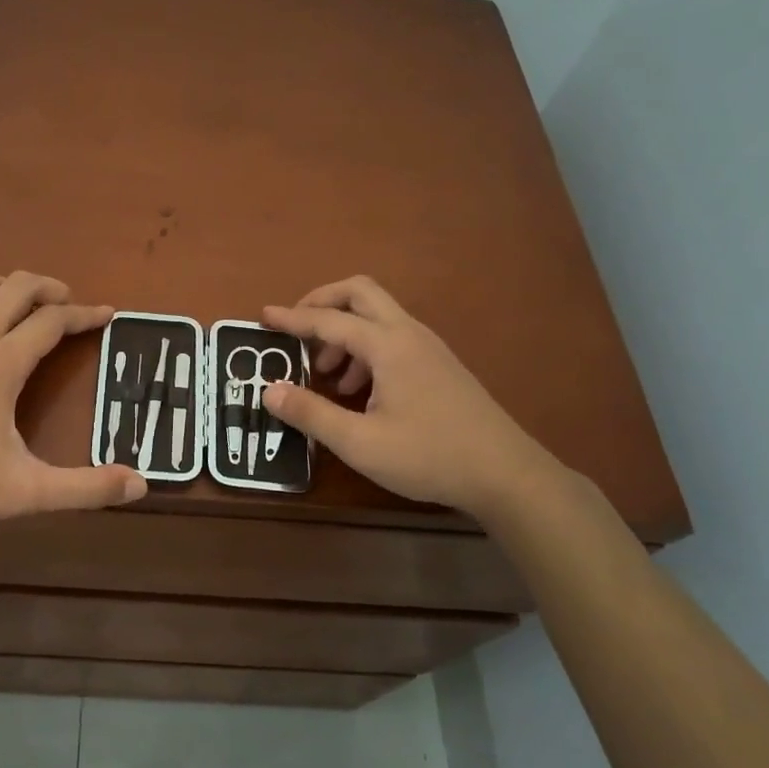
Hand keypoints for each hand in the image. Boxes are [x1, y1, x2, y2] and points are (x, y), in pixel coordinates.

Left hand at [0, 270, 147, 527]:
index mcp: (2, 363)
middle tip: (68, 305)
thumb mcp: (27, 492)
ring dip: (5, 286)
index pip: (53, 321)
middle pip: (17, 286)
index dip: (85, 314)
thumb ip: (85, 488)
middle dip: (50, 288)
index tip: (107, 314)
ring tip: (21, 307)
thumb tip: (140, 485)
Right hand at [260, 276, 555, 518]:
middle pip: (359, 293)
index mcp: (388, 345)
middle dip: (322, 303)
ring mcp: (428, 347)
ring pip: (377, 316)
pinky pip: (392, 338)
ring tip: (326, 375)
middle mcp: (409, 334)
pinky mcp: (439, 365)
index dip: (292, 318)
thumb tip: (269, 390)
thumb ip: (311, 414)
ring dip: (344, 331)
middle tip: (296, 330)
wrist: (506, 474)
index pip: (329, 319)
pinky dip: (365, 349)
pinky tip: (359, 392)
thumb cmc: (429, 456)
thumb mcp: (360, 443)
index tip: (263, 316)